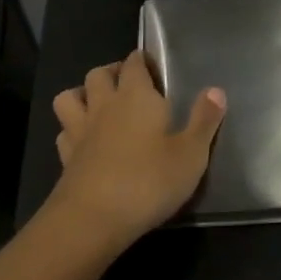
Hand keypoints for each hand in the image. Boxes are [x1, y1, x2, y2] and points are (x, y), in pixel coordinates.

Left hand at [49, 51, 226, 249]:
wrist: (93, 219)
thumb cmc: (149, 181)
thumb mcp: (191, 154)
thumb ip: (204, 120)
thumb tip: (216, 90)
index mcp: (136, 96)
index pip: (134, 63)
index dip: (141, 60)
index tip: (152, 66)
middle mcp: (105, 105)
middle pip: (98, 74)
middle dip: (112, 71)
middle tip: (128, 83)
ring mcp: (80, 131)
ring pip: (70, 97)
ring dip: (82, 94)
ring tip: (98, 104)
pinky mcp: (65, 158)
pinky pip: (64, 132)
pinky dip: (72, 130)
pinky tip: (85, 141)